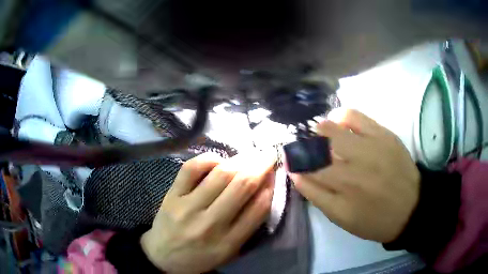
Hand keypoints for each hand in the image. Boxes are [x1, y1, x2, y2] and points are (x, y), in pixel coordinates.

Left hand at [141, 152, 275, 272]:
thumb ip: (248, 225)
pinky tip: (219, 160)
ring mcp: (188, 207)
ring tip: (250, 154)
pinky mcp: (172, 196)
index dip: (271, 186)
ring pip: (220, 174)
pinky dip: (209, 158)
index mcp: (228, 242)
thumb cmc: (200, 256)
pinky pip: (191, 169)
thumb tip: (264, 190)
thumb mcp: (229, 251)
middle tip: (268, 154)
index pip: (258, 208)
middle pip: (241, 186)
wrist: (163, 257)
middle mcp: (210, 224)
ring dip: (241, 159)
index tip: (274, 173)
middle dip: (260, 165)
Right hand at [289, 108, 419, 242]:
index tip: (290, 160)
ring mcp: (368, 148)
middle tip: (304, 148)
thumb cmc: (374, 219)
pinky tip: (338, 121)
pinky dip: (341, 116)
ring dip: (318, 131)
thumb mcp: (341, 218)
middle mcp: (352, 168)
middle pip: (315, 149)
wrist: (410, 208)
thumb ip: (317, 196)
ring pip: (330, 130)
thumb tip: (295, 173)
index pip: (306, 170)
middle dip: (303, 147)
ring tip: (319, 134)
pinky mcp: (382, 135)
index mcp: (341, 192)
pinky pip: (354, 116)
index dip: (294, 162)